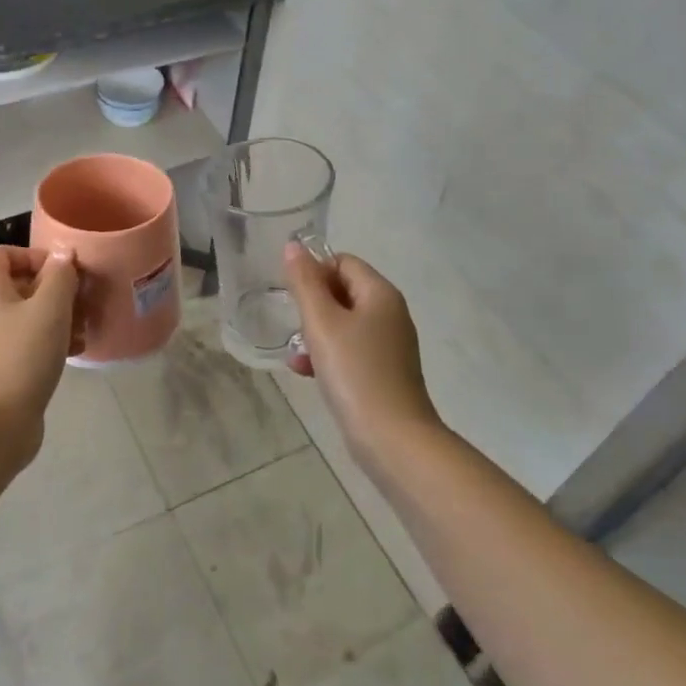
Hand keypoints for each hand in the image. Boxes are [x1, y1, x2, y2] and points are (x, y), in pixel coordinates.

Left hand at [0, 245, 80, 465]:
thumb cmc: (22, 355)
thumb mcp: (50, 308)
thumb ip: (60, 275)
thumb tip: (63, 252)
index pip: (2, 253)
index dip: (33, 255)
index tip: (62, 272)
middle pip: (21, 283)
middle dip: (55, 289)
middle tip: (81, 300)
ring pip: (30, 314)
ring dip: (59, 316)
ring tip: (84, 327)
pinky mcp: (4, 366)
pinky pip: (30, 341)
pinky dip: (53, 340)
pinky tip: (76, 351)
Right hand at [285, 244, 440, 458]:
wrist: (392, 439)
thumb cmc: (355, 373)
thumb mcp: (322, 323)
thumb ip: (305, 283)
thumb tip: (293, 246)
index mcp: (381, 294)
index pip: (343, 262)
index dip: (314, 272)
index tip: (292, 297)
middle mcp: (390, 314)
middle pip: (343, 292)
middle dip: (312, 307)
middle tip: (293, 327)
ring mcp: (390, 345)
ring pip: (343, 324)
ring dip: (316, 334)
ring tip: (296, 356)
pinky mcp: (384, 372)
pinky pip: (351, 351)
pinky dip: (329, 356)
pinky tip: (308, 374)